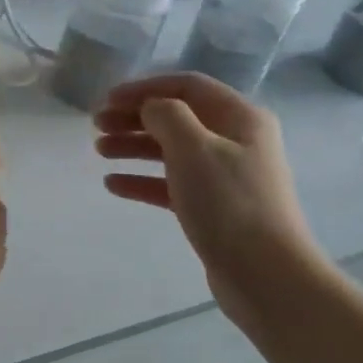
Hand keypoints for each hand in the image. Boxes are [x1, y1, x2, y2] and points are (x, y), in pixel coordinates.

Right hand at [94, 74, 326, 320]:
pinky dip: (143, 180)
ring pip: (172, 151)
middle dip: (135, 118)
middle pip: (178, 118)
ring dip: (135, 147)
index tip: (107, 99)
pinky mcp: (214, 209)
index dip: (144, 88)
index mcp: (241, 117)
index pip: (187, 86)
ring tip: (99, 151)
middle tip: (96, 126)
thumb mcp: (194, 148)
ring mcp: (225, 177)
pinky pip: (172, 185)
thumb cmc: (229, 203)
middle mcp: (236, 141)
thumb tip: (151, 108)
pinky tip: (114, 185)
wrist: (266, 275)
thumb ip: (167, 115)